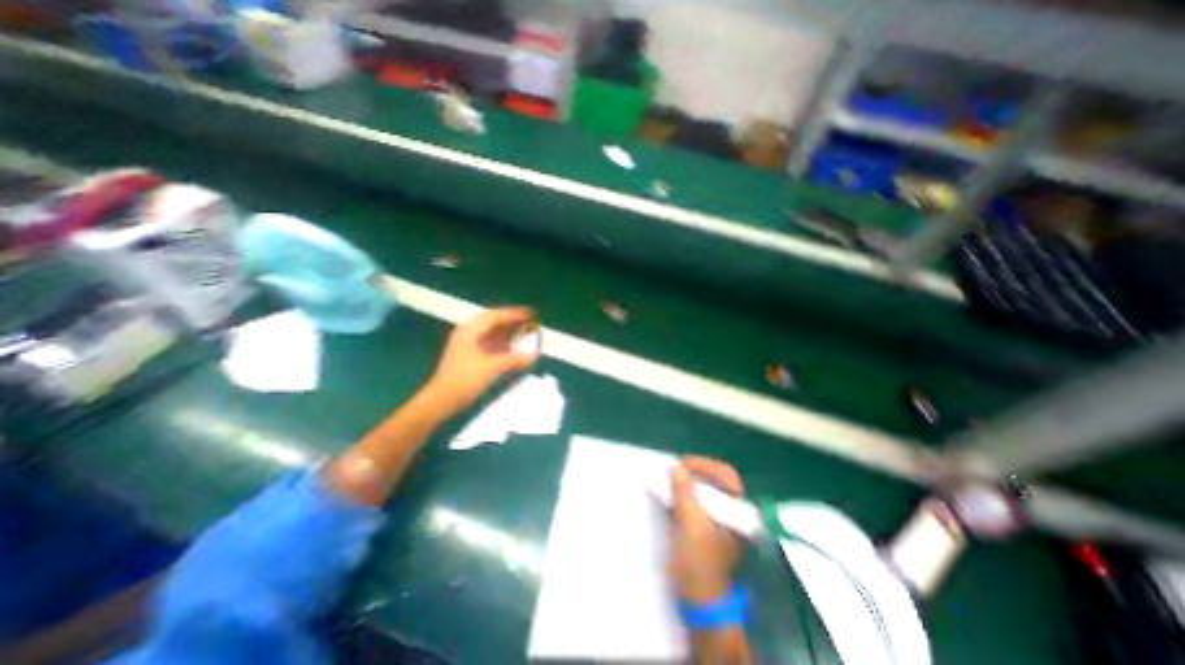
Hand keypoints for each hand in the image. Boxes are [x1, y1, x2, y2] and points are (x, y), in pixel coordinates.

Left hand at [427, 304, 536, 414]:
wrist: (442, 400)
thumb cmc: (465, 379)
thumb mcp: (492, 367)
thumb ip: (514, 359)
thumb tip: (533, 355)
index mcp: (470, 330)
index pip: (496, 316)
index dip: (514, 314)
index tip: (531, 314)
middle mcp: (469, 334)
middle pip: (494, 323)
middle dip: (513, 322)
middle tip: (530, 322)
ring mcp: (468, 346)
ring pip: (492, 334)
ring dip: (509, 333)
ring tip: (526, 333)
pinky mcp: (470, 357)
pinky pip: (490, 344)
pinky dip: (503, 344)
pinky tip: (514, 348)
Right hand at [672, 461, 742, 603]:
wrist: (701, 606)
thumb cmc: (700, 564)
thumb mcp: (691, 525)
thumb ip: (685, 493)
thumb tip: (676, 467)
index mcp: (738, 512)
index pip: (726, 475)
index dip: (704, 465)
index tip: (681, 464)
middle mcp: (733, 513)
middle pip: (716, 481)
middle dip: (694, 472)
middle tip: (674, 470)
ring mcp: (721, 522)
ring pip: (706, 492)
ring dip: (687, 483)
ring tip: (668, 480)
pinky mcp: (708, 530)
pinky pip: (697, 503)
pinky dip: (683, 496)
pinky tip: (669, 496)